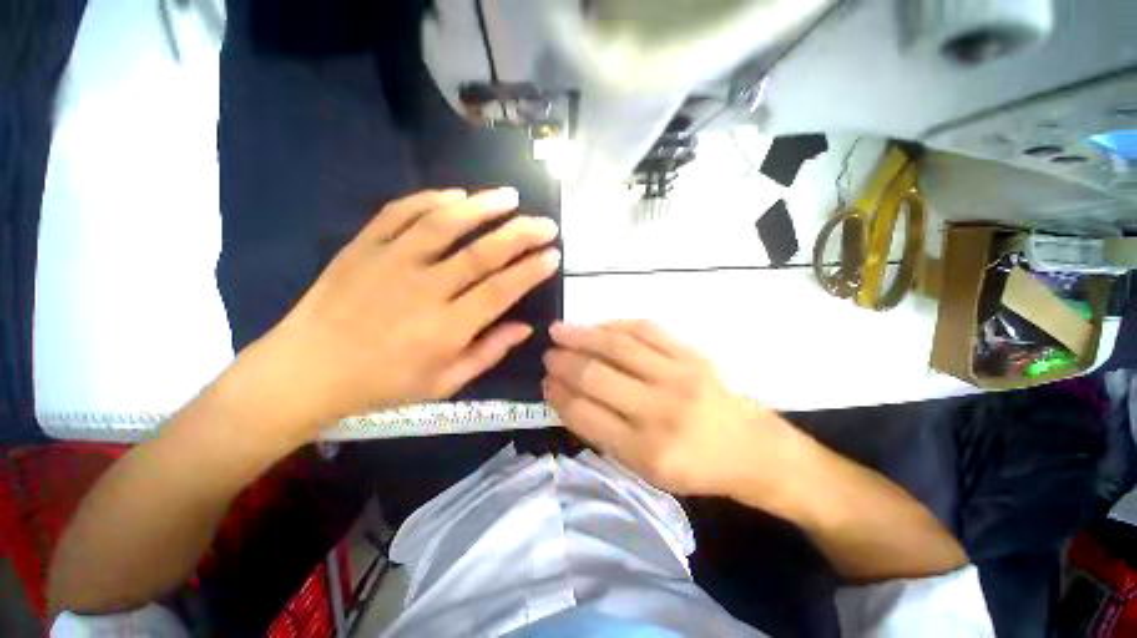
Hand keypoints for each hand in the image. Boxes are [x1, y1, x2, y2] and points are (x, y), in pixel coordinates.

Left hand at [236, 188, 559, 439]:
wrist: (306, 371)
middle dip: (521, 234)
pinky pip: (398, 214)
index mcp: (446, 329)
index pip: (501, 290)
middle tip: (546, 223)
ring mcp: (389, 263)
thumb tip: (525, 327)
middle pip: (482, 253)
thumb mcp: (444, 384)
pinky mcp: (362, 248)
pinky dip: (430, 199)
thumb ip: (488, 352)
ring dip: (482, 206)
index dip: (531, 270)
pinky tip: (456, 195)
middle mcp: (424, 290)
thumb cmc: (382, 384)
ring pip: (444, 224)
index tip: (553, 255)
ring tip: (509, 196)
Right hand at [543, 320, 798, 497]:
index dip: (559, 396)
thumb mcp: (646, 471)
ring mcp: (678, 376)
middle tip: (548, 355)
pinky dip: (616, 324)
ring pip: (618, 346)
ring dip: (582, 335)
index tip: (544, 383)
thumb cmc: (695, 467)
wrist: (751, 448)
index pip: (586, 414)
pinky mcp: (692, 354)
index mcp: (646, 451)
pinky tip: (598, 325)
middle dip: (564, 363)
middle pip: (597, 376)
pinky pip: (646, 330)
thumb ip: (605, 435)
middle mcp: (659, 410)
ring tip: (559, 330)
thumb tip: (568, 398)